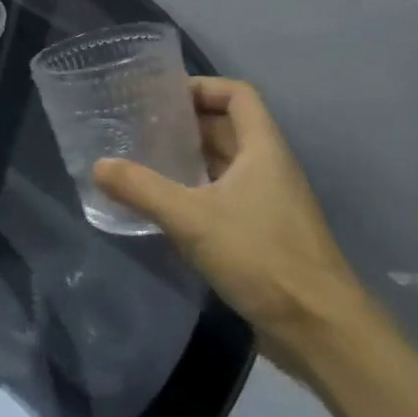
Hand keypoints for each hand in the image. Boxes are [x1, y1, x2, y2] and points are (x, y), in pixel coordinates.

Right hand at [93, 78, 370, 361]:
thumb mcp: (191, 219)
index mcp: (263, 151)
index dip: (201, 86)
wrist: (319, 329)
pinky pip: (221, 194)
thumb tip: (98, 166)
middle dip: (183, 120)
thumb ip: (142, 188)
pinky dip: (191, 188)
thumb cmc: (261, 258)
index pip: (237, 95)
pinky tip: (161, 202)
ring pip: (223, 162)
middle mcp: (268, 169)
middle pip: (226, 127)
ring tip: (140, 157)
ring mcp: (267, 202)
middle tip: (136, 124)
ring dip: (186, 156)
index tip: (159, 95)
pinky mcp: (260, 232)